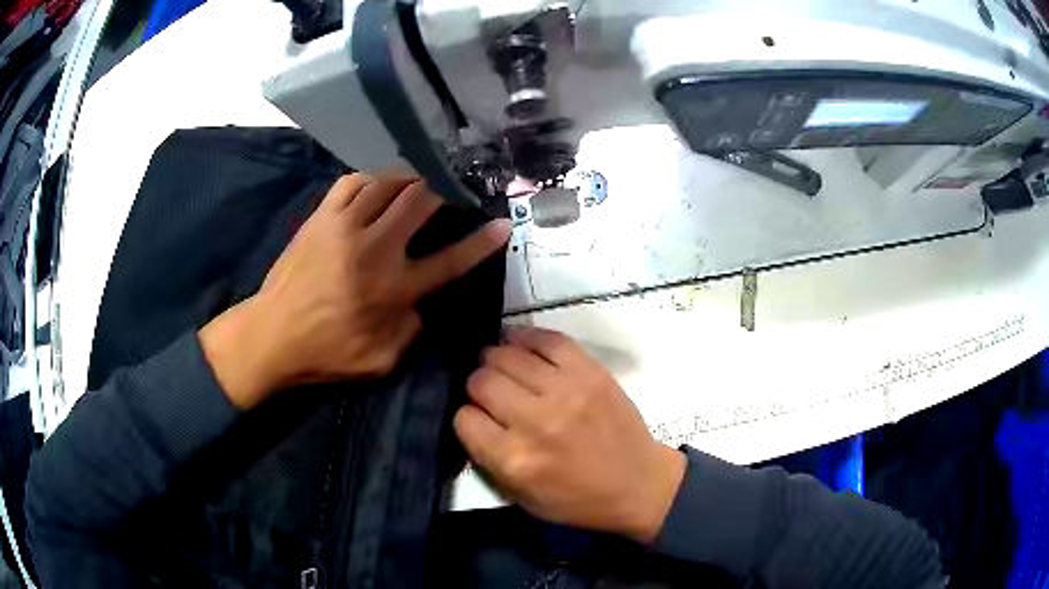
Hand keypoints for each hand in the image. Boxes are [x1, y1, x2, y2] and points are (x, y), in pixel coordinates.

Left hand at [200, 173, 511, 409]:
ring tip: (420, 181)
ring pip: (388, 183)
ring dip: (411, 179)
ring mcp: (346, 227)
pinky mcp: (322, 217)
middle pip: (421, 202)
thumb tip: (419, 303)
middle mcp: (376, 249)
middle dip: (445, 191)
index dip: (482, 242)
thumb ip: (411, 330)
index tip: (502, 224)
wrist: (272, 335)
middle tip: (454, 189)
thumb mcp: (382, 361)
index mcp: (395, 289)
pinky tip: (378, 184)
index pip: (451, 259)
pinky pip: (353, 181)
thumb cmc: (327, 353)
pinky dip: (372, 178)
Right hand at [454, 328, 686, 542]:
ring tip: (502, 367)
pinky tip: (520, 345)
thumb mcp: (522, 497)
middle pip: (481, 381)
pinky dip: (526, 338)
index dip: (465, 417)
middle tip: (489, 393)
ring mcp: (566, 390)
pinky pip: (547, 339)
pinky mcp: (590, 371)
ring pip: (507, 355)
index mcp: (516, 460)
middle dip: (476, 386)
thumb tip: (471, 415)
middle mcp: (536, 420)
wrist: (639, 483)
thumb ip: (488, 459)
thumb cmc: (578, 499)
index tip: (476, 419)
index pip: (464, 418)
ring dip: (496, 360)